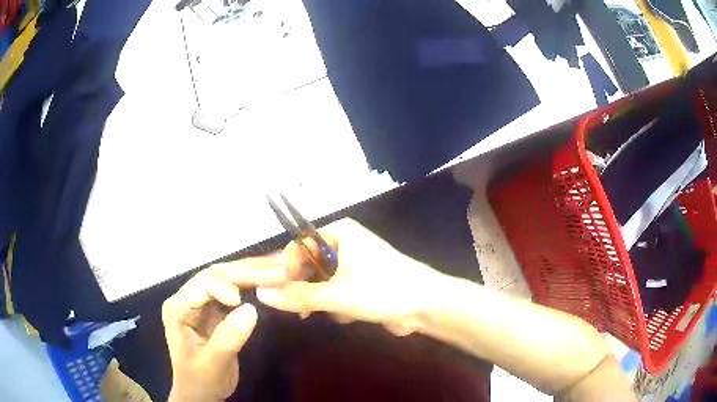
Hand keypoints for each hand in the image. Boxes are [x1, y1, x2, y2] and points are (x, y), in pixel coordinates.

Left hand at [162, 258, 286, 401]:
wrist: (200, 393)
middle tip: (280, 269)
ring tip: (281, 267)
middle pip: (217, 274)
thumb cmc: (200, 380)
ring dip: (254, 273)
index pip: (203, 284)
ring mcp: (203, 302)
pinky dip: (254, 284)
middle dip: (248, 271)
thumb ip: (228, 338)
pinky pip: (236, 290)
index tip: (247, 302)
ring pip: (228, 278)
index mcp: (178, 308)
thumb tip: (252, 309)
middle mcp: (188, 298)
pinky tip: (271, 279)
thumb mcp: (213, 363)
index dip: (226, 286)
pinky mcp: (216, 309)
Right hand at [257, 218, 443, 334]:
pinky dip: (337, 304)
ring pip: (322, 281)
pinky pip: (337, 290)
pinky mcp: (361, 281)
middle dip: (307, 289)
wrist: (426, 305)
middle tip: (302, 309)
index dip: (286, 268)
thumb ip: (298, 296)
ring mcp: (354, 262)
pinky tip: (349, 314)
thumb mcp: (337, 295)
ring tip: (333, 312)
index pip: (298, 245)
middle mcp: (345, 243)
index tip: (279, 291)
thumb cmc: (382, 290)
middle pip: (309, 264)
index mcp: (339, 233)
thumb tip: (262, 294)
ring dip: (323, 300)